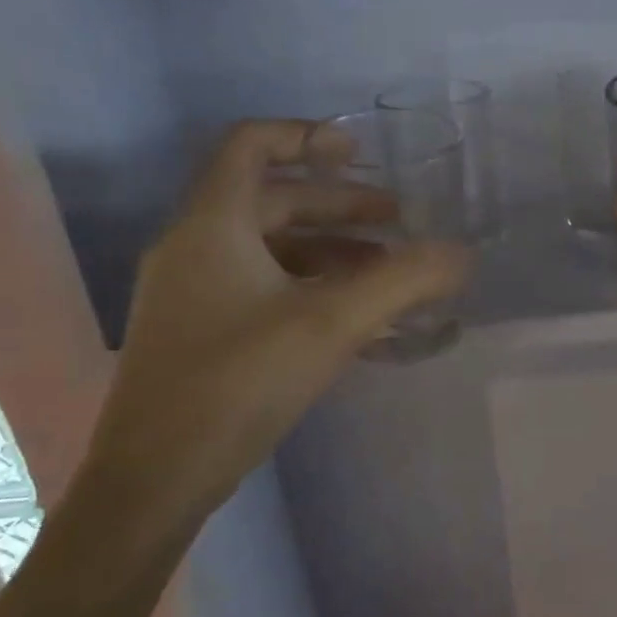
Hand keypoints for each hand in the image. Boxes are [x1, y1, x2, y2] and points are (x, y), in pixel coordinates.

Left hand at [74, 120, 469, 531]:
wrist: (155, 481)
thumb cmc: (238, 383)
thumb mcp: (332, 324)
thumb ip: (403, 282)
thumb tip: (461, 255)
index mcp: (212, 224)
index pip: (251, 144)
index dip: (306, 135)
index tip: (360, 154)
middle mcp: (195, 246)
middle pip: (273, 200)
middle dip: (341, 206)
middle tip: (399, 223)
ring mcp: (193, 292)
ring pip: (272, 249)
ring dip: (333, 252)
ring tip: (389, 275)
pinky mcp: (201, 332)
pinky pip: (264, 288)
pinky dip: (312, 288)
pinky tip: (357, 320)